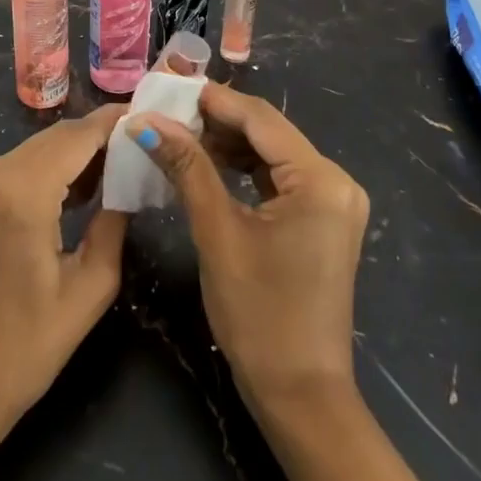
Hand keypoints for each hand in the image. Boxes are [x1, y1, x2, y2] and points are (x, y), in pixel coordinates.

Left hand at [0, 103, 128, 429]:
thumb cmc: (25, 349)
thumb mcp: (89, 290)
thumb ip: (114, 225)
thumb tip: (129, 184)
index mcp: (22, 193)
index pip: (78, 136)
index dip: (114, 122)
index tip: (151, 115)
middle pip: (59, 136)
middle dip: (100, 136)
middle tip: (143, 145)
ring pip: (41, 146)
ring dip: (78, 151)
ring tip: (122, 166)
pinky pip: (23, 164)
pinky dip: (54, 166)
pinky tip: (83, 186)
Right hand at [134, 87, 469, 480]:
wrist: (300, 396)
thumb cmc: (259, 315)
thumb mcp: (217, 232)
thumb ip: (186, 167)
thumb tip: (144, 121)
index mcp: (321, 180)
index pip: (260, 119)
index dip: (213, 99)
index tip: (167, 85)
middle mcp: (336, 181)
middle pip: (268, 132)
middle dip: (217, 120)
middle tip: (166, 111)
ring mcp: (333, 201)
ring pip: (271, 153)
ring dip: (227, 143)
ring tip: (178, 133)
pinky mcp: (323, 218)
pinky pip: (278, 177)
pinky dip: (243, 168)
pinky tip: (207, 162)